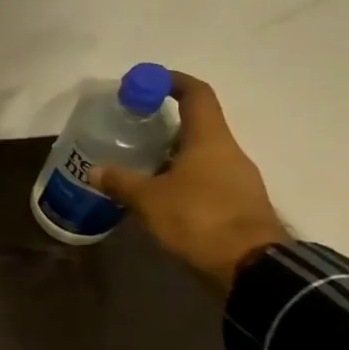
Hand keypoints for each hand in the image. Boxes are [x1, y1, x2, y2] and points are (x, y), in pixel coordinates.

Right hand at [90, 72, 286, 291]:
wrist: (253, 268)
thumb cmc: (199, 219)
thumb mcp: (149, 200)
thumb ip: (121, 181)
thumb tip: (95, 170)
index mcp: (210, 139)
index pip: (196, 94)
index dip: (172, 81)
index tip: (147, 81)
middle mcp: (229, 152)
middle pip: (198, 126)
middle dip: (164, 124)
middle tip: (133, 130)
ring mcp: (239, 179)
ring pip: (201, 155)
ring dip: (172, 155)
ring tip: (140, 166)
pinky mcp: (240, 205)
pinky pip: (207, 180)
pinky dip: (183, 179)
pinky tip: (160, 196)